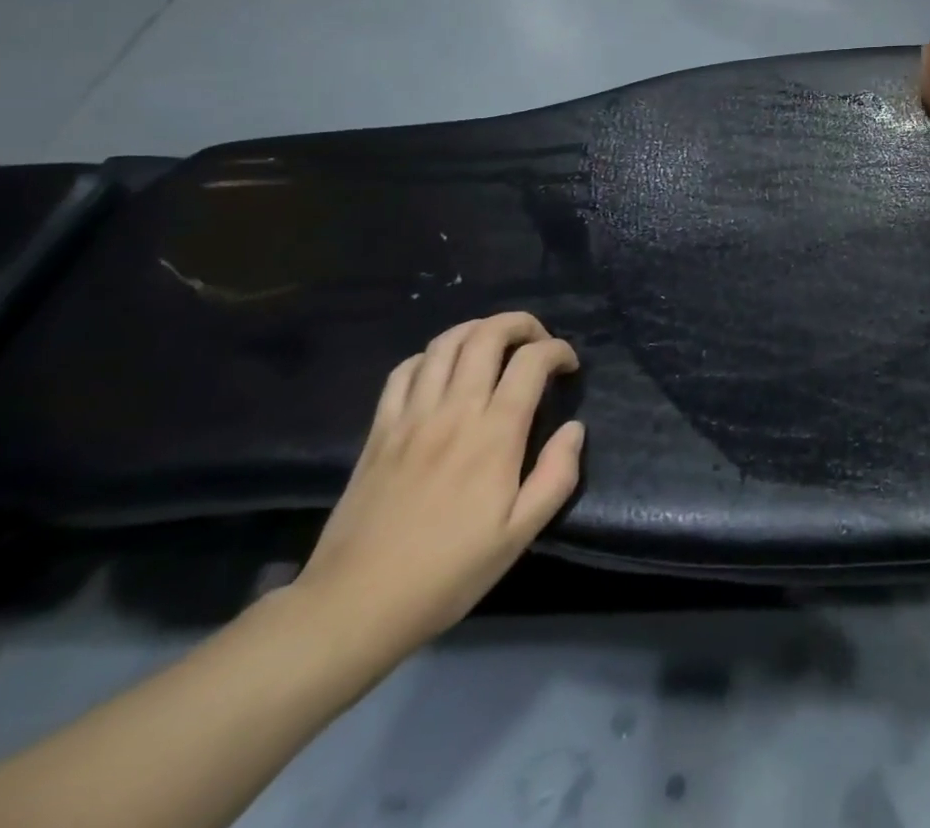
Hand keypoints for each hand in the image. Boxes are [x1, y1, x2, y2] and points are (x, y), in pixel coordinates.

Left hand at [292, 313, 583, 659]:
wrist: (354, 605)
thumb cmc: (447, 574)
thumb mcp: (519, 536)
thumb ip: (557, 476)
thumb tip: (575, 429)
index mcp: (494, 434)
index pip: (532, 361)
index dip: (558, 351)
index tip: (569, 367)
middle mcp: (454, 410)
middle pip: (487, 335)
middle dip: (520, 324)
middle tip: (537, 340)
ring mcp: (412, 416)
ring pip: (445, 343)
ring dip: (477, 330)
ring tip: (495, 344)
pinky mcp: (379, 429)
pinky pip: (405, 370)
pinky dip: (431, 356)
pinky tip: (442, 371)